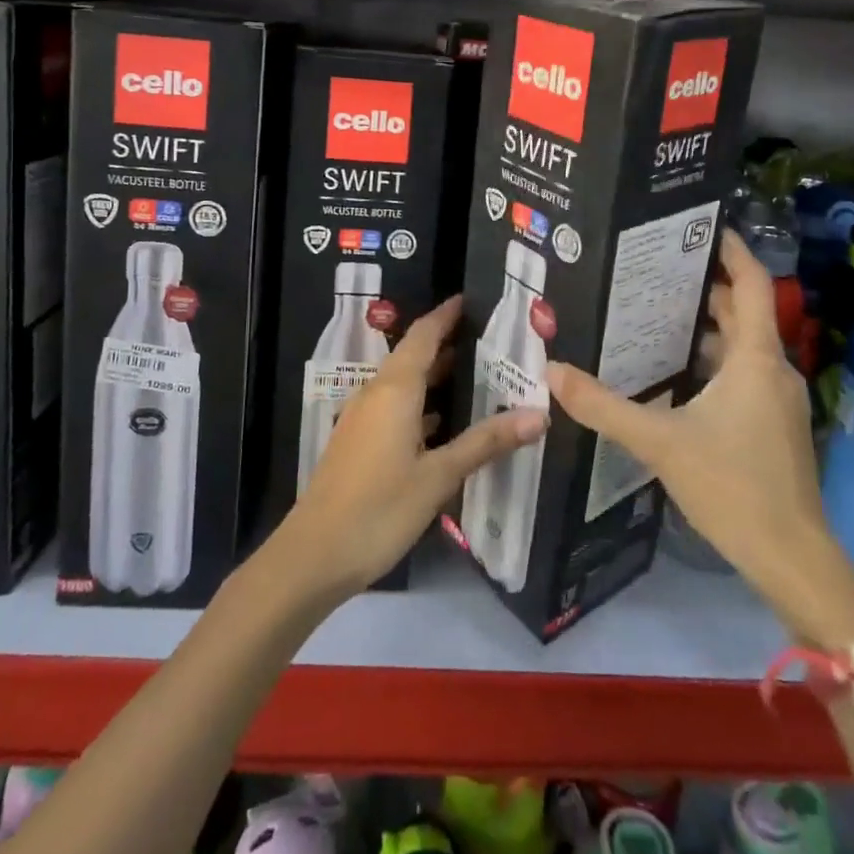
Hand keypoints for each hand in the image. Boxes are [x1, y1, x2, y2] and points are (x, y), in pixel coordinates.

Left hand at [275, 296, 548, 599]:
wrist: (315, 554)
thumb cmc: (380, 508)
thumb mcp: (439, 475)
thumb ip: (486, 442)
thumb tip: (538, 415)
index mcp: (395, 389)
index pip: (423, 335)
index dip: (445, 315)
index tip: (470, 299)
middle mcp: (376, 393)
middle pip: (413, 355)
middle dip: (446, 342)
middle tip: (487, 337)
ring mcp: (364, 418)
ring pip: (404, 383)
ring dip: (435, 375)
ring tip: (475, 373)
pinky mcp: (359, 443)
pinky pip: (395, 407)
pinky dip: (421, 404)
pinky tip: (443, 422)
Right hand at [547, 230, 853, 644]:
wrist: (791, 559)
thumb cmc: (734, 487)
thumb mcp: (660, 442)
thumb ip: (604, 406)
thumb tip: (552, 373)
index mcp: (755, 359)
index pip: (752, 285)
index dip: (733, 250)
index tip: (701, 225)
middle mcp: (771, 369)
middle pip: (742, 311)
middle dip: (704, 286)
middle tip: (654, 267)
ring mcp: (775, 399)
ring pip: (740, 345)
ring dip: (704, 325)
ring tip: (653, 310)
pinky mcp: (770, 425)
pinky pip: (740, 373)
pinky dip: (710, 359)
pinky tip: (671, 370)